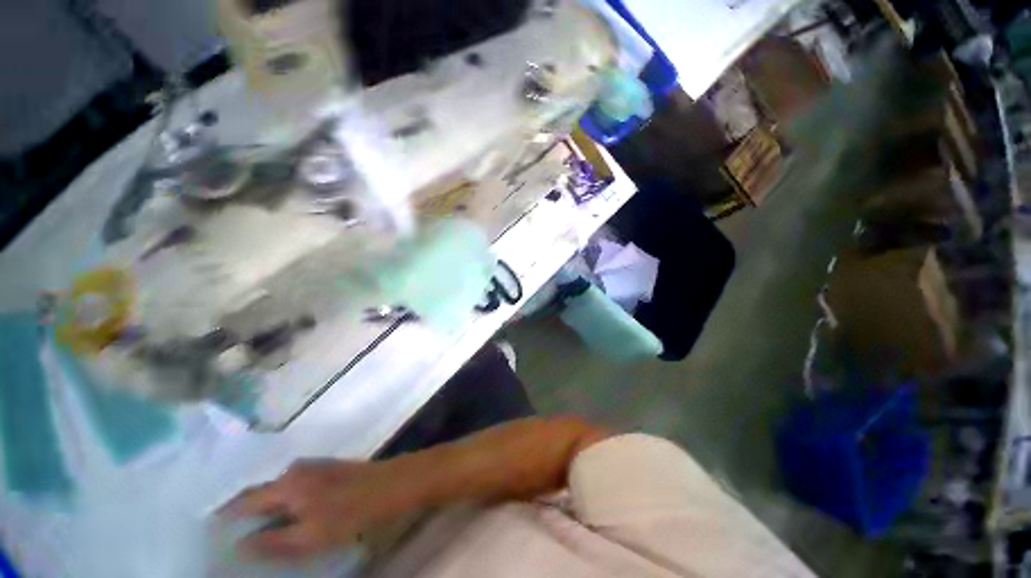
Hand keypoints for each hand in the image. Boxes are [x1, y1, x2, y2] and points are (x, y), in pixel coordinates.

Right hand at [221, 459, 407, 558]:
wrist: (393, 483)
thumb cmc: (353, 511)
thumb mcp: (311, 535)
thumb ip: (273, 541)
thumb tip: (238, 545)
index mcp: (287, 484)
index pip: (244, 501)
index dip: (224, 516)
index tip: (206, 532)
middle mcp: (295, 470)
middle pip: (258, 493)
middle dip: (239, 511)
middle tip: (222, 533)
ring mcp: (313, 467)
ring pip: (275, 489)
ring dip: (261, 507)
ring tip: (248, 529)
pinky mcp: (326, 470)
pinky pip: (292, 487)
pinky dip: (281, 502)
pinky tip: (282, 516)